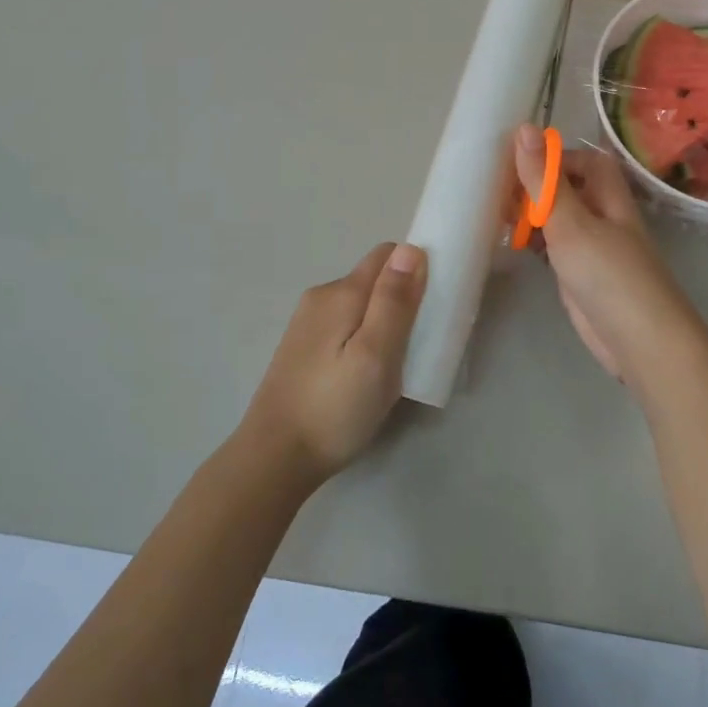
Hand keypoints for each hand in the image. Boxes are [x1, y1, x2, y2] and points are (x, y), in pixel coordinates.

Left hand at [240, 242, 426, 486]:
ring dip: (383, 320)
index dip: (415, 269)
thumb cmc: (335, 408)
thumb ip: (393, 301)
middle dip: (401, 298)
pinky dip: (363, 336)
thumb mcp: (376, 355)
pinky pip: (344, 324)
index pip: (387, 254)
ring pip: (359, 304)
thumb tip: (410, 248)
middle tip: (419, 342)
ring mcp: (307, 322)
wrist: (274, 458)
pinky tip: (365, 372)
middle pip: (373, 278)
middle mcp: (321, 297)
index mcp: (342, 292)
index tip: (434, 304)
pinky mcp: (302, 347)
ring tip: (395, 363)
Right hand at [513, 124, 707, 389]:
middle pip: (570, 189)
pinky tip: (514, 246)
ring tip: (497, 216)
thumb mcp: (570, 222)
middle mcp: (604, 217)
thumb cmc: (608, 273)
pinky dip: (536, 242)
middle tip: (498, 192)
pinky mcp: (581, 276)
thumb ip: (544, 180)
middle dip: (537, 186)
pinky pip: (556, 248)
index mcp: (609, 196)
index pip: (586, 161)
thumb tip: (525, 128)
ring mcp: (594, 249)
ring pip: (560, 219)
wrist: (638, 341)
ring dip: (533, 215)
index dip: (556, 157)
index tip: (519, 164)